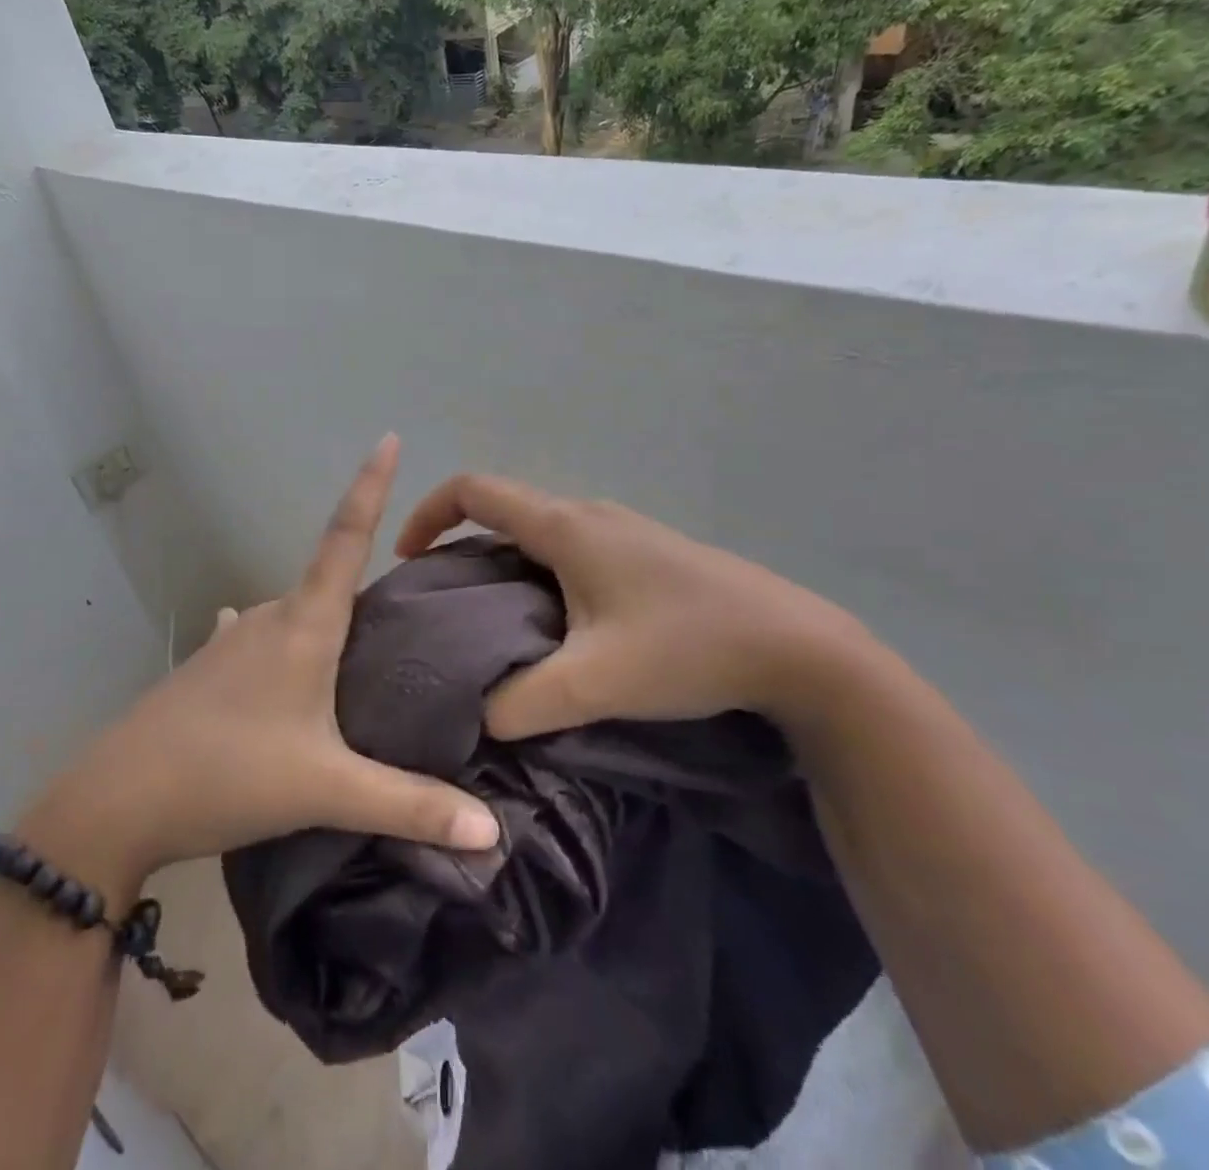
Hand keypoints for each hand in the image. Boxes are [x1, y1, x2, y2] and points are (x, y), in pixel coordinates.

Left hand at [26, 437, 499, 887]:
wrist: (117, 801)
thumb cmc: (229, 775)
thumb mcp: (327, 791)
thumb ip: (410, 807)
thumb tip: (493, 833)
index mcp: (303, 625)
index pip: (346, 537)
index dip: (370, 486)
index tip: (387, 437)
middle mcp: (267, 617)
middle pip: (326, 580)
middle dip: (365, 581)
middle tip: (411, 607)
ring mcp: (230, 639)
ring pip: (293, 615)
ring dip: (325, 622)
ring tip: (360, 654)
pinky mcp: (206, 667)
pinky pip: (258, 639)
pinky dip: (284, 646)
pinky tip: (279, 665)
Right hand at [396, 474, 877, 739]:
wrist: (799, 648)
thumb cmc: (688, 647)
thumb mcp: (596, 682)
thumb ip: (522, 702)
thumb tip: (479, 716)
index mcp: (565, 527)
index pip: (474, 491)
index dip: (428, 513)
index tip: (409, 559)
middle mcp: (589, 514)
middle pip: (505, 510)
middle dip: (462, 544)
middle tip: (446, 603)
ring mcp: (623, 530)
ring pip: (541, 531)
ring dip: (504, 560)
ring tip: (494, 620)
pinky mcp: (648, 553)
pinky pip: (572, 548)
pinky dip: (541, 571)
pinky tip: (558, 624)